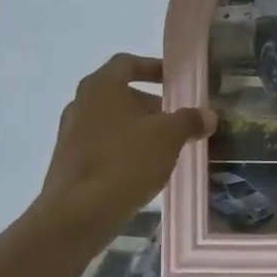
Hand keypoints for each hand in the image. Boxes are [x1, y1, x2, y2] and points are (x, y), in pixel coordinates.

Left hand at [35, 53, 214, 240]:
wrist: (78, 214)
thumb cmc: (125, 161)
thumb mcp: (168, 137)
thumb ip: (189, 120)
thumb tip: (207, 115)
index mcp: (101, 85)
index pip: (128, 63)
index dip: (153, 67)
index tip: (175, 80)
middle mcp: (81, 102)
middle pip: (120, 94)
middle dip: (150, 105)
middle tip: (176, 120)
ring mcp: (70, 133)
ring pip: (111, 122)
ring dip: (137, 130)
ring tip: (164, 148)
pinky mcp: (68, 161)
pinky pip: (101, 145)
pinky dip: (122, 150)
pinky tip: (142, 170)